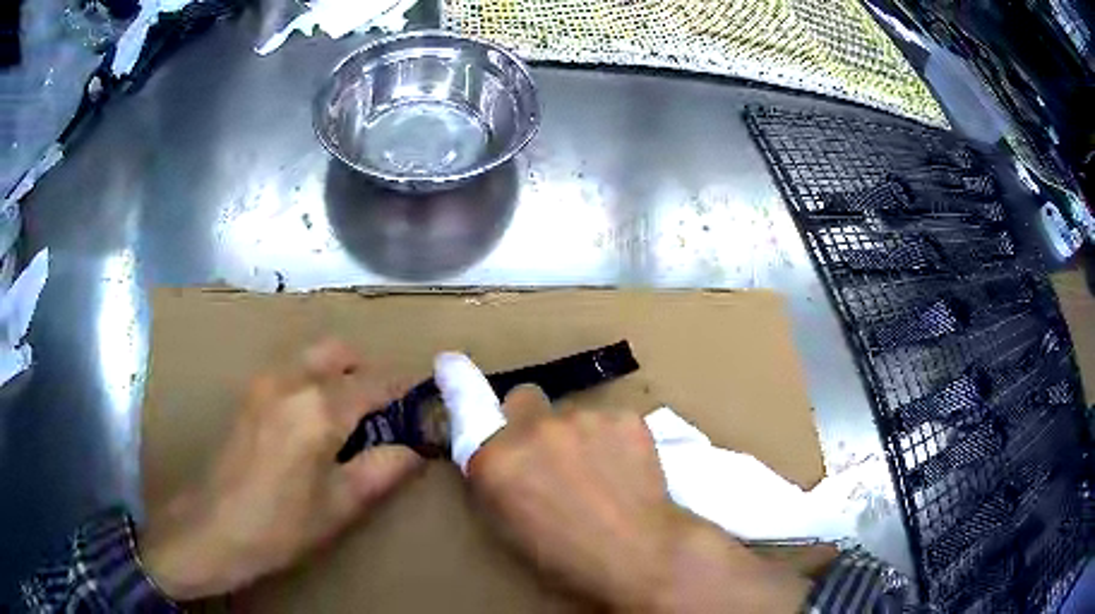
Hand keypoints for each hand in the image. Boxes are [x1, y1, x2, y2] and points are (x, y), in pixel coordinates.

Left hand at [140, 339, 423, 599]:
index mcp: (319, 408)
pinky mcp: (248, 393)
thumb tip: (415, 448)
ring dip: (337, 375)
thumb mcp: (341, 505)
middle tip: (382, 414)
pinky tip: (311, 424)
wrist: (214, 527)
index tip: (423, 402)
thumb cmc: (282, 524)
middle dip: (366, 373)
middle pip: (340, 352)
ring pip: (312, 357)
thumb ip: (383, 468)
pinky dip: (312, 381)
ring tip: (347, 420)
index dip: (403, 391)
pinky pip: (290, 371)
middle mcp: (291, 380)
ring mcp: (264, 382)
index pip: (374, 384)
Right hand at [437, 354, 810, 612]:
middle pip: (523, 398)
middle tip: (552, 452)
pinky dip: (613, 439)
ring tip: (600, 474)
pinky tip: (627, 469)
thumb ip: (497, 480)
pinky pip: (609, 420)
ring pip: (572, 413)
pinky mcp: (625, 416)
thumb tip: (498, 454)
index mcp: (497, 462)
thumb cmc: (567, 558)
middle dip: (530, 419)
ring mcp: (583, 418)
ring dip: (577, 434)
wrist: (642, 554)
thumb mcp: (511, 527)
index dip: (457, 381)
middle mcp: (534, 430)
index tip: (449, 360)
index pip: (468, 409)